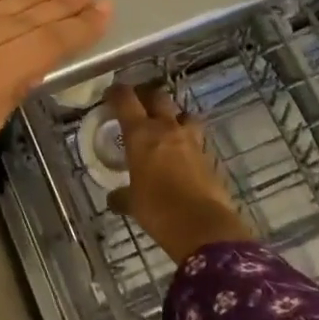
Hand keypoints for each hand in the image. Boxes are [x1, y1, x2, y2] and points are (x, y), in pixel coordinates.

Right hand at [107, 83, 253, 264]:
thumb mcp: (132, 203)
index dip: (116, 92)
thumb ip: (122, 196)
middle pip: (157, 96)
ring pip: (182, 112)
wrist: (203, 226)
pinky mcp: (208, 155)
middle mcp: (166, 128)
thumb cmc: (158, 209)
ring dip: (173, 114)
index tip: (110, 95)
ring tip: (165, 125)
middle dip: (146, 96)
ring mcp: (191, 140)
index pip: (125, 99)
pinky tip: (181, 152)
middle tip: (137, 105)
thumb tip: (113, 199)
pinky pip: (196, 137)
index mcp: (141, 133)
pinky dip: (187, 138)